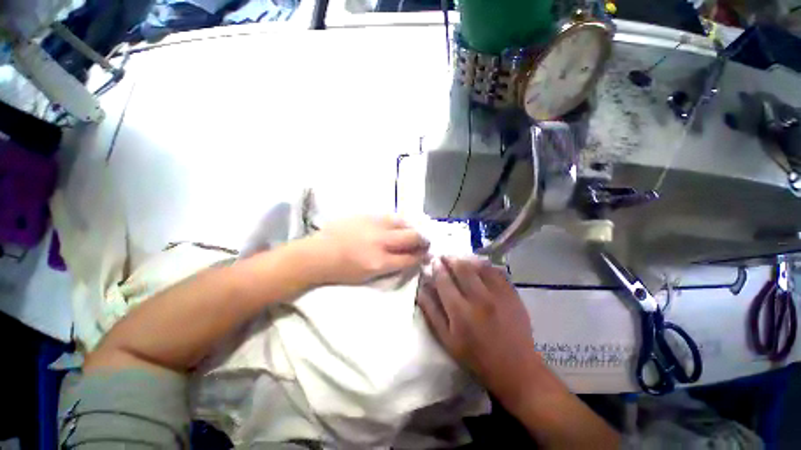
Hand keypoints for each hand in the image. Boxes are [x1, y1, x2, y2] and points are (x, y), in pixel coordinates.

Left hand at [305, 215, 429, 284]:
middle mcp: (380, 241)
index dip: (421, 256)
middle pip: (411, 237)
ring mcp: (373, 225)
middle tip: (426, 241)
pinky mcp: (366, 215)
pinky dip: (398, 220)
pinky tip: (399, 223)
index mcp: (379, 262)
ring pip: (402, 222)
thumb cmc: (342, 271)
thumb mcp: (369, 276)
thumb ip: (391, 266)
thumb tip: (408, 257)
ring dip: (412, 227)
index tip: (427, 254)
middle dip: (423, 239)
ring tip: (414, 230)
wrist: (318, 254)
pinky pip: (389, 215)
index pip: (410, 258)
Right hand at [418, 257, 540, 401]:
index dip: (437, 268)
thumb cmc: (475, 357)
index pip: (444, 280)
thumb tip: (421, 289)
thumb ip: (431, 312)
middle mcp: (479, 298)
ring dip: (466, 259)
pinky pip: (496, 271)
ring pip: (479, 265)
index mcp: (460, 312)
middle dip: (450, 258)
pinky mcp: (512, 294)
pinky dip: (485, 265)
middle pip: (461, 267)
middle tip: (444, 257)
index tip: (433, 262)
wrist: (515, 368)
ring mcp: (498, 294)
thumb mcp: (447, 339)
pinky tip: (479, 266)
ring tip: (460, 259)